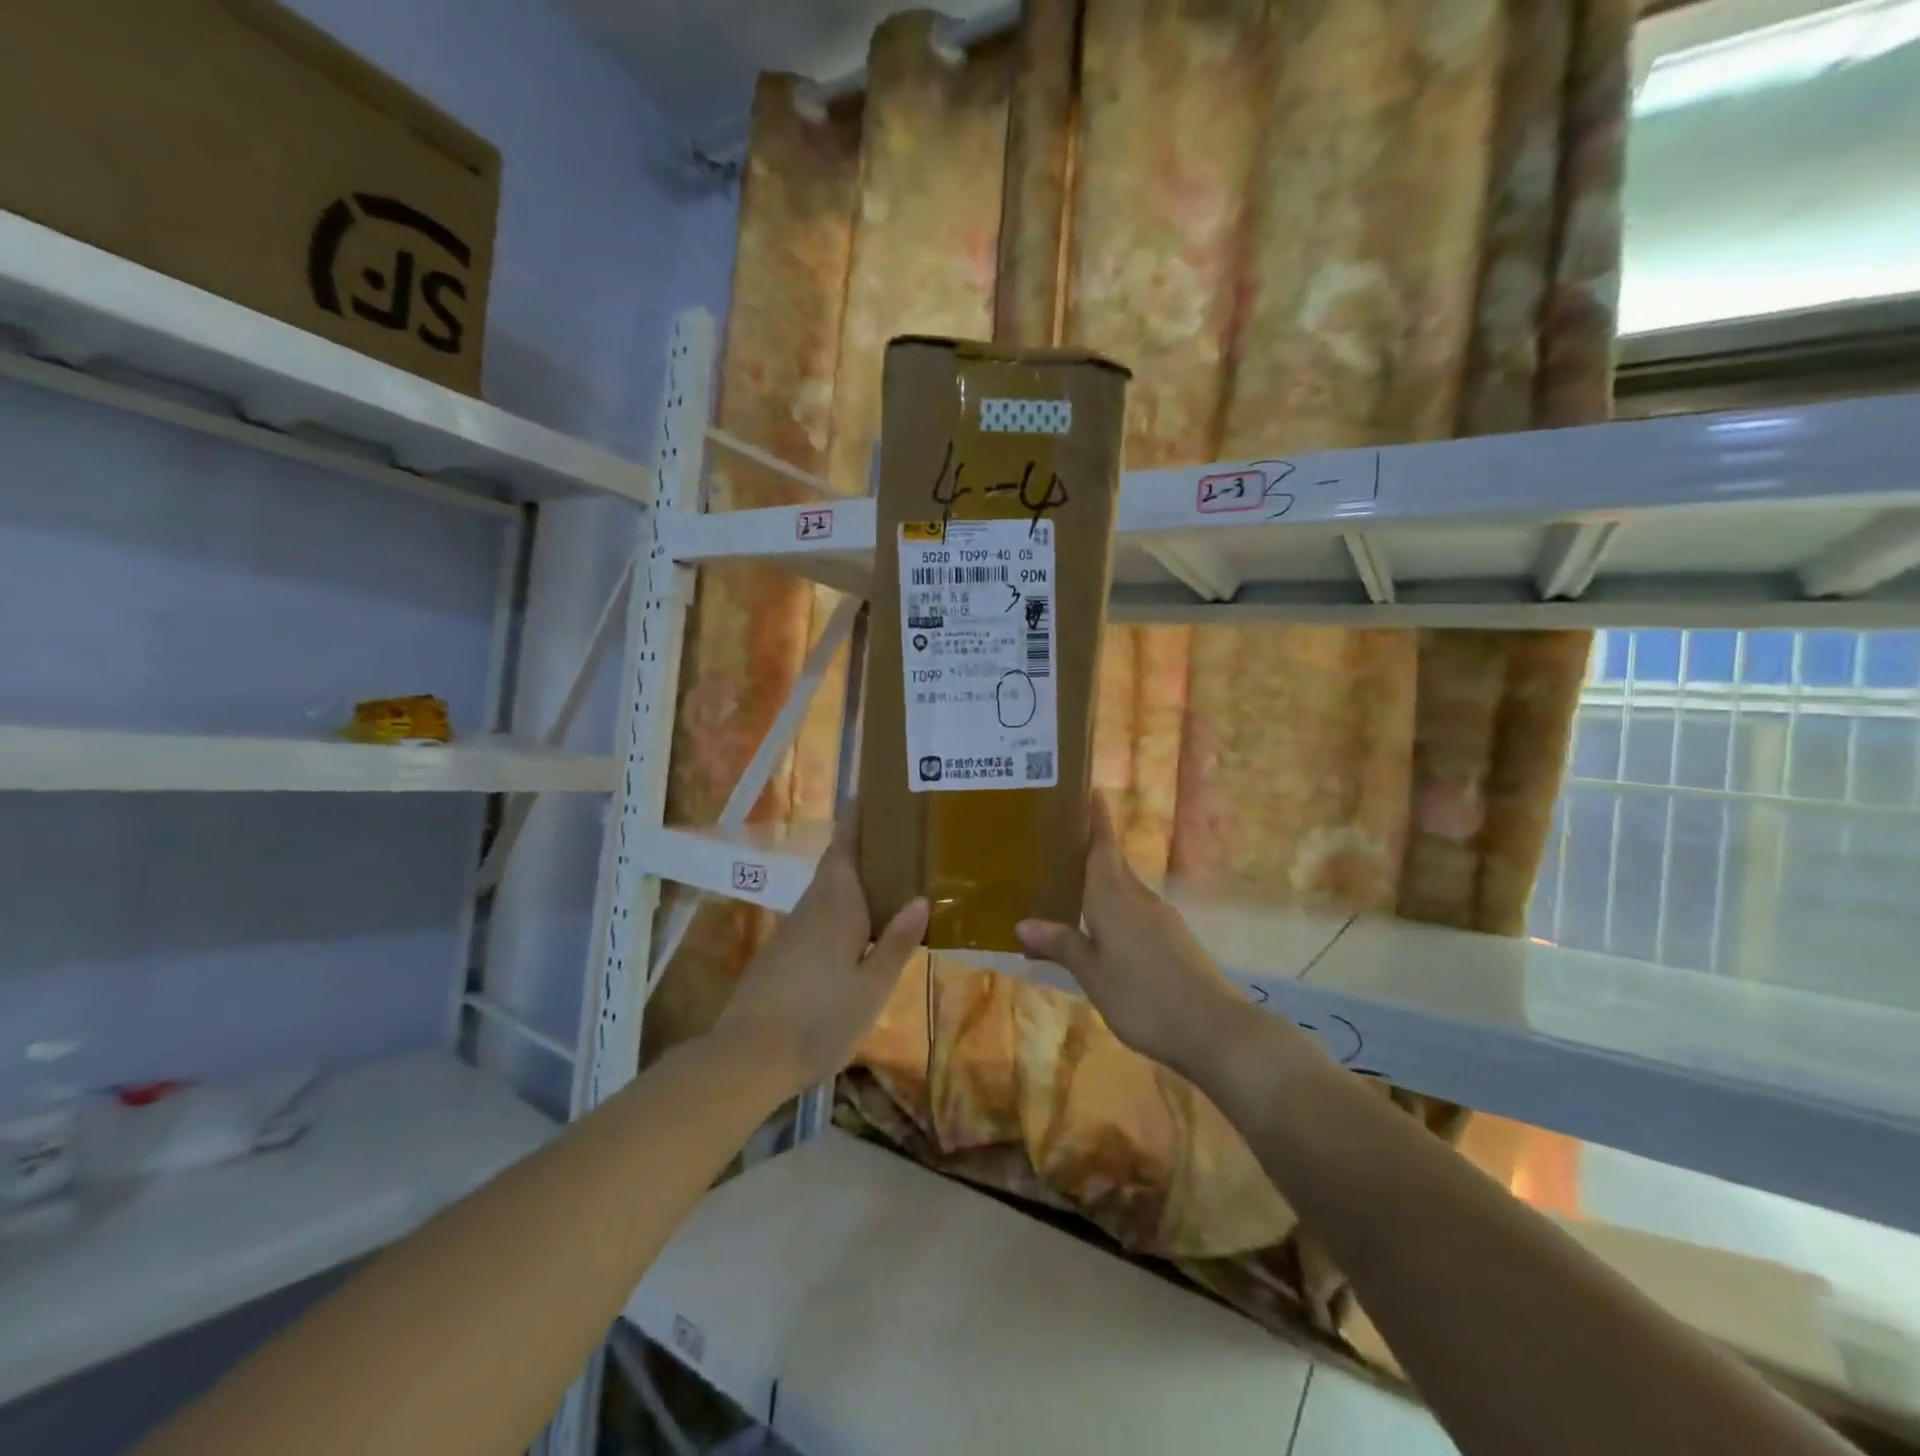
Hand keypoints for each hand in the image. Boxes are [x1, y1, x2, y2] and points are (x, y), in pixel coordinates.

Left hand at [714, 812, 927, 1097]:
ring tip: (886, 878)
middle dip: (859, 847)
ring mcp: (792, 931)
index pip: (845, 849)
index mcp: (836, 906)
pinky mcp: (781, 953)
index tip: (868, 793)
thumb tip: (921, 898)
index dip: (856, 820)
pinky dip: (839, 908)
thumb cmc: (820, 1019)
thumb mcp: (871, 987)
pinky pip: (817, 915)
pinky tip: (856, 928)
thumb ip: (896, 942)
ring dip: (851, 879)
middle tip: (894, 838)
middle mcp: (812, 908)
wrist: (748, 1057)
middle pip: (836, 866)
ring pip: (826, 892)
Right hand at [1016, 793, 1247, 1078]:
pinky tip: (1099, 930)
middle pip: (1112, 864)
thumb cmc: (1145, 997)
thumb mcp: (1093, 975)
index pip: (1103, 846)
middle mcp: (1139, 898)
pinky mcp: (1173, 939)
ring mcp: (1160, 919)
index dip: (1096, 818)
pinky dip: (1113, 909)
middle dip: (1088, 850)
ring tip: (1067, 888)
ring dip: (1098, 882)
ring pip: (1123, 889)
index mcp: (1115, 898)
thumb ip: (1062, 945)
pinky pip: (1134, 911)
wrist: (1216, 1030)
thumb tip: (1023, 923)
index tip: (1089, 790)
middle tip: (1055, 844)